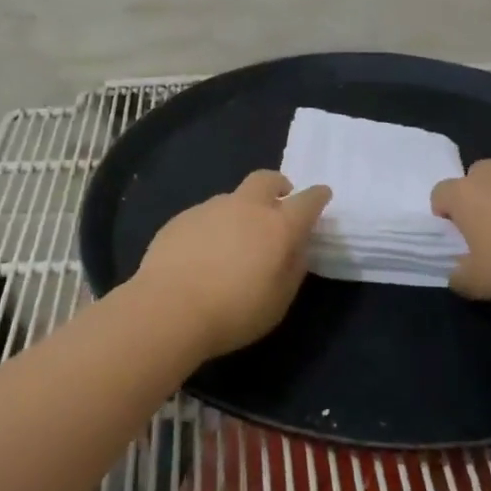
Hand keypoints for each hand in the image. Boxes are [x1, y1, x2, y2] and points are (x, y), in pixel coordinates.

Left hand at [131, 171, 332, 359]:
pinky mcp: (182, 217)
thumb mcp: (279, 300)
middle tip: (279, 203)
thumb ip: (293, 267)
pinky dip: (213, 227)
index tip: (321, 196)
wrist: (169, 308)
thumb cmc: (234, 312)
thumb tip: (297, 247)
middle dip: (278, 186)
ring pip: (234, 197)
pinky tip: (202, 254)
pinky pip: (206, 215)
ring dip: (241, 211)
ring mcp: (211, 208)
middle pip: (267, 179)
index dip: (317, 197)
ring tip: (234, 242)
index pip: (308, 200)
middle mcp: (246, 207)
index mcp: (278, 226)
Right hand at [430, 160, 490, 301]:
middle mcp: (489, 173)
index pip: (438, 195)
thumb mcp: (477, 283)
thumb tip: (457, 270)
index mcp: (462, 192)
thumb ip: (456, 276)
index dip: (444, 219)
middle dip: (474, 204)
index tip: (460, 243)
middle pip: (470, 182)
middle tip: (488, 236)